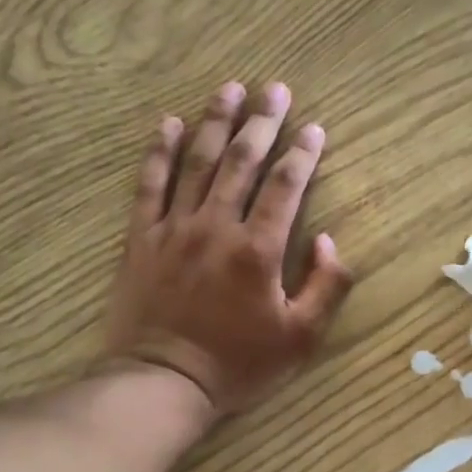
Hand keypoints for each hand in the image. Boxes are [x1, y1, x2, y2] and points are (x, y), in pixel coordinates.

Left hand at [103, 82, 352, 418]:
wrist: (163, 382)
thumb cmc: (237, 365)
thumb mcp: (300, 339)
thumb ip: (325, 288)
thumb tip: (330, 243)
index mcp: (258, 250)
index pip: (286, 186)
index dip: (303, 153)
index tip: (314, 127)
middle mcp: (217, 227)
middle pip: (242, 161)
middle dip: (262, 122)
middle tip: (275, 88)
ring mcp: (175, 228)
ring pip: (197, 163)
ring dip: (215, 122)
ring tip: (230, 89)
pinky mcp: (141, 238)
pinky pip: (150, 186)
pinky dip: (159, 152)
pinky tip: (168, 124)